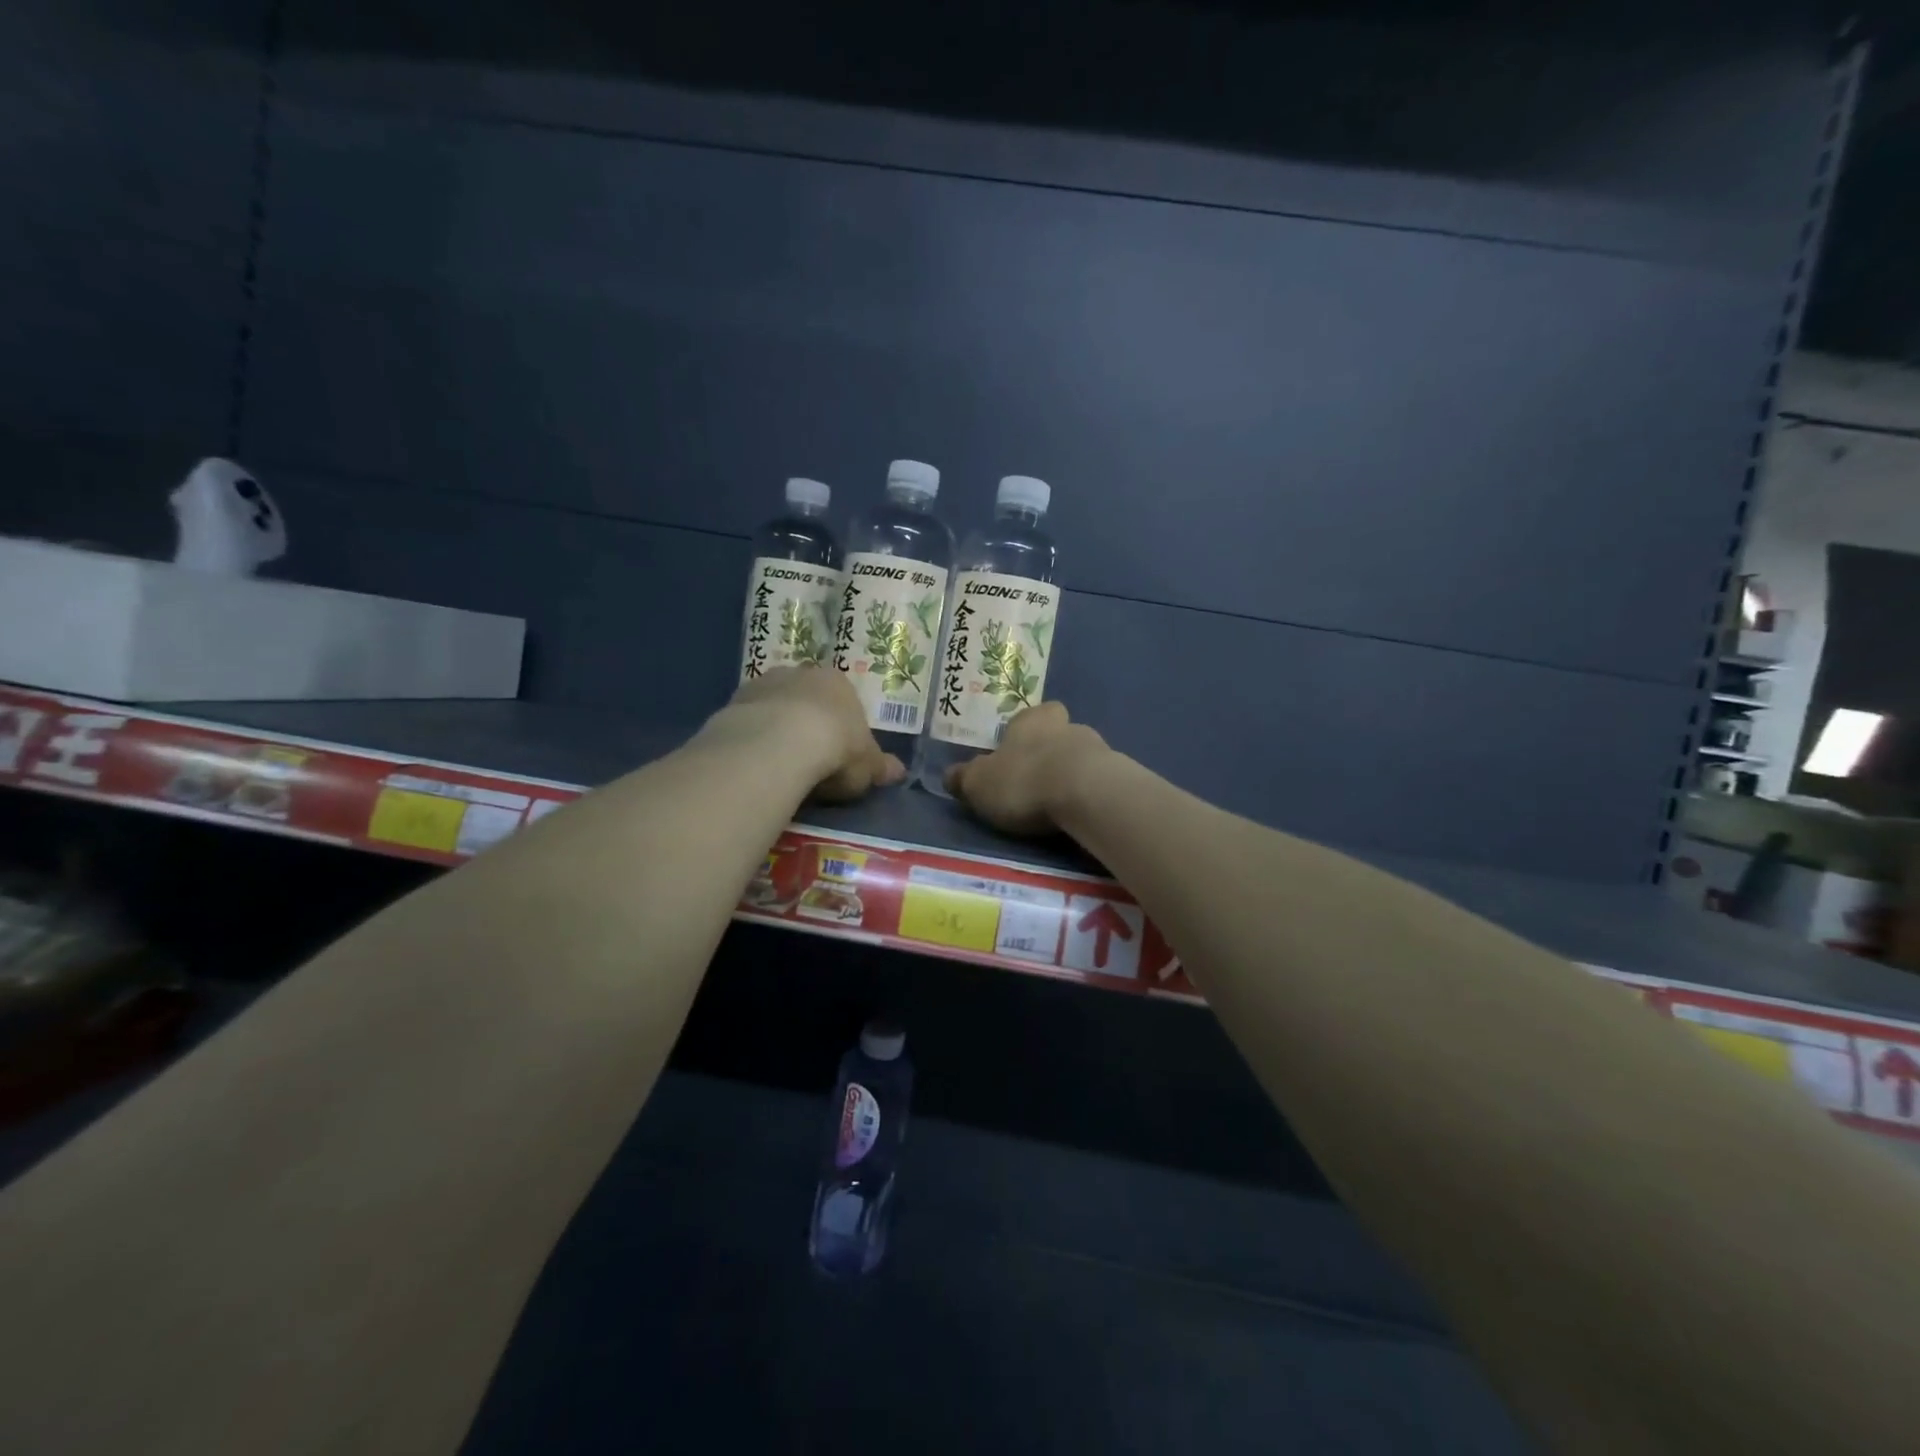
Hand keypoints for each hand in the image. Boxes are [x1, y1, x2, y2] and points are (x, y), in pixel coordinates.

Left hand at [720, 666, 904, 800]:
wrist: (779, 744)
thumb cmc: (836, 749)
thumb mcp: (867, 766)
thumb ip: (880, 767)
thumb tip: (899, 772)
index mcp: (838, 682)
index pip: (843, 701)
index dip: (842, 728)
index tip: (840, 754)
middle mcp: (800, 674)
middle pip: (806, 699)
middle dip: (807, 723)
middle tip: (809, 759)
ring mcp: (763, 685)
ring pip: (774, 707)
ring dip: (776, 728)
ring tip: (779, 764)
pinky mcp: (732, 703)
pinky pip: (748, 723)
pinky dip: (752, 739)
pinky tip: (755, 763)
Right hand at [946, 701, 1110, 835]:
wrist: (1086, 793)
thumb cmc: (1024, 780)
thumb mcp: (979, 784)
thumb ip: (964, 778)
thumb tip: (950, 775)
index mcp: (1031, 720)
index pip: (1031, 716)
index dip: (1024, 733)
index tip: (1016, 754)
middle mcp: (1067, 726)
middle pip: (1058, 734)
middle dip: (1050, 753)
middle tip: (1036, 781)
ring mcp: (1098, 749)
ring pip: (1082, 757)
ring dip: (1072, 774)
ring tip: (1059, 804)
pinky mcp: (1119, 775)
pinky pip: (1100, 781)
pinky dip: (1090, 794)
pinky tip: (1080, 814)